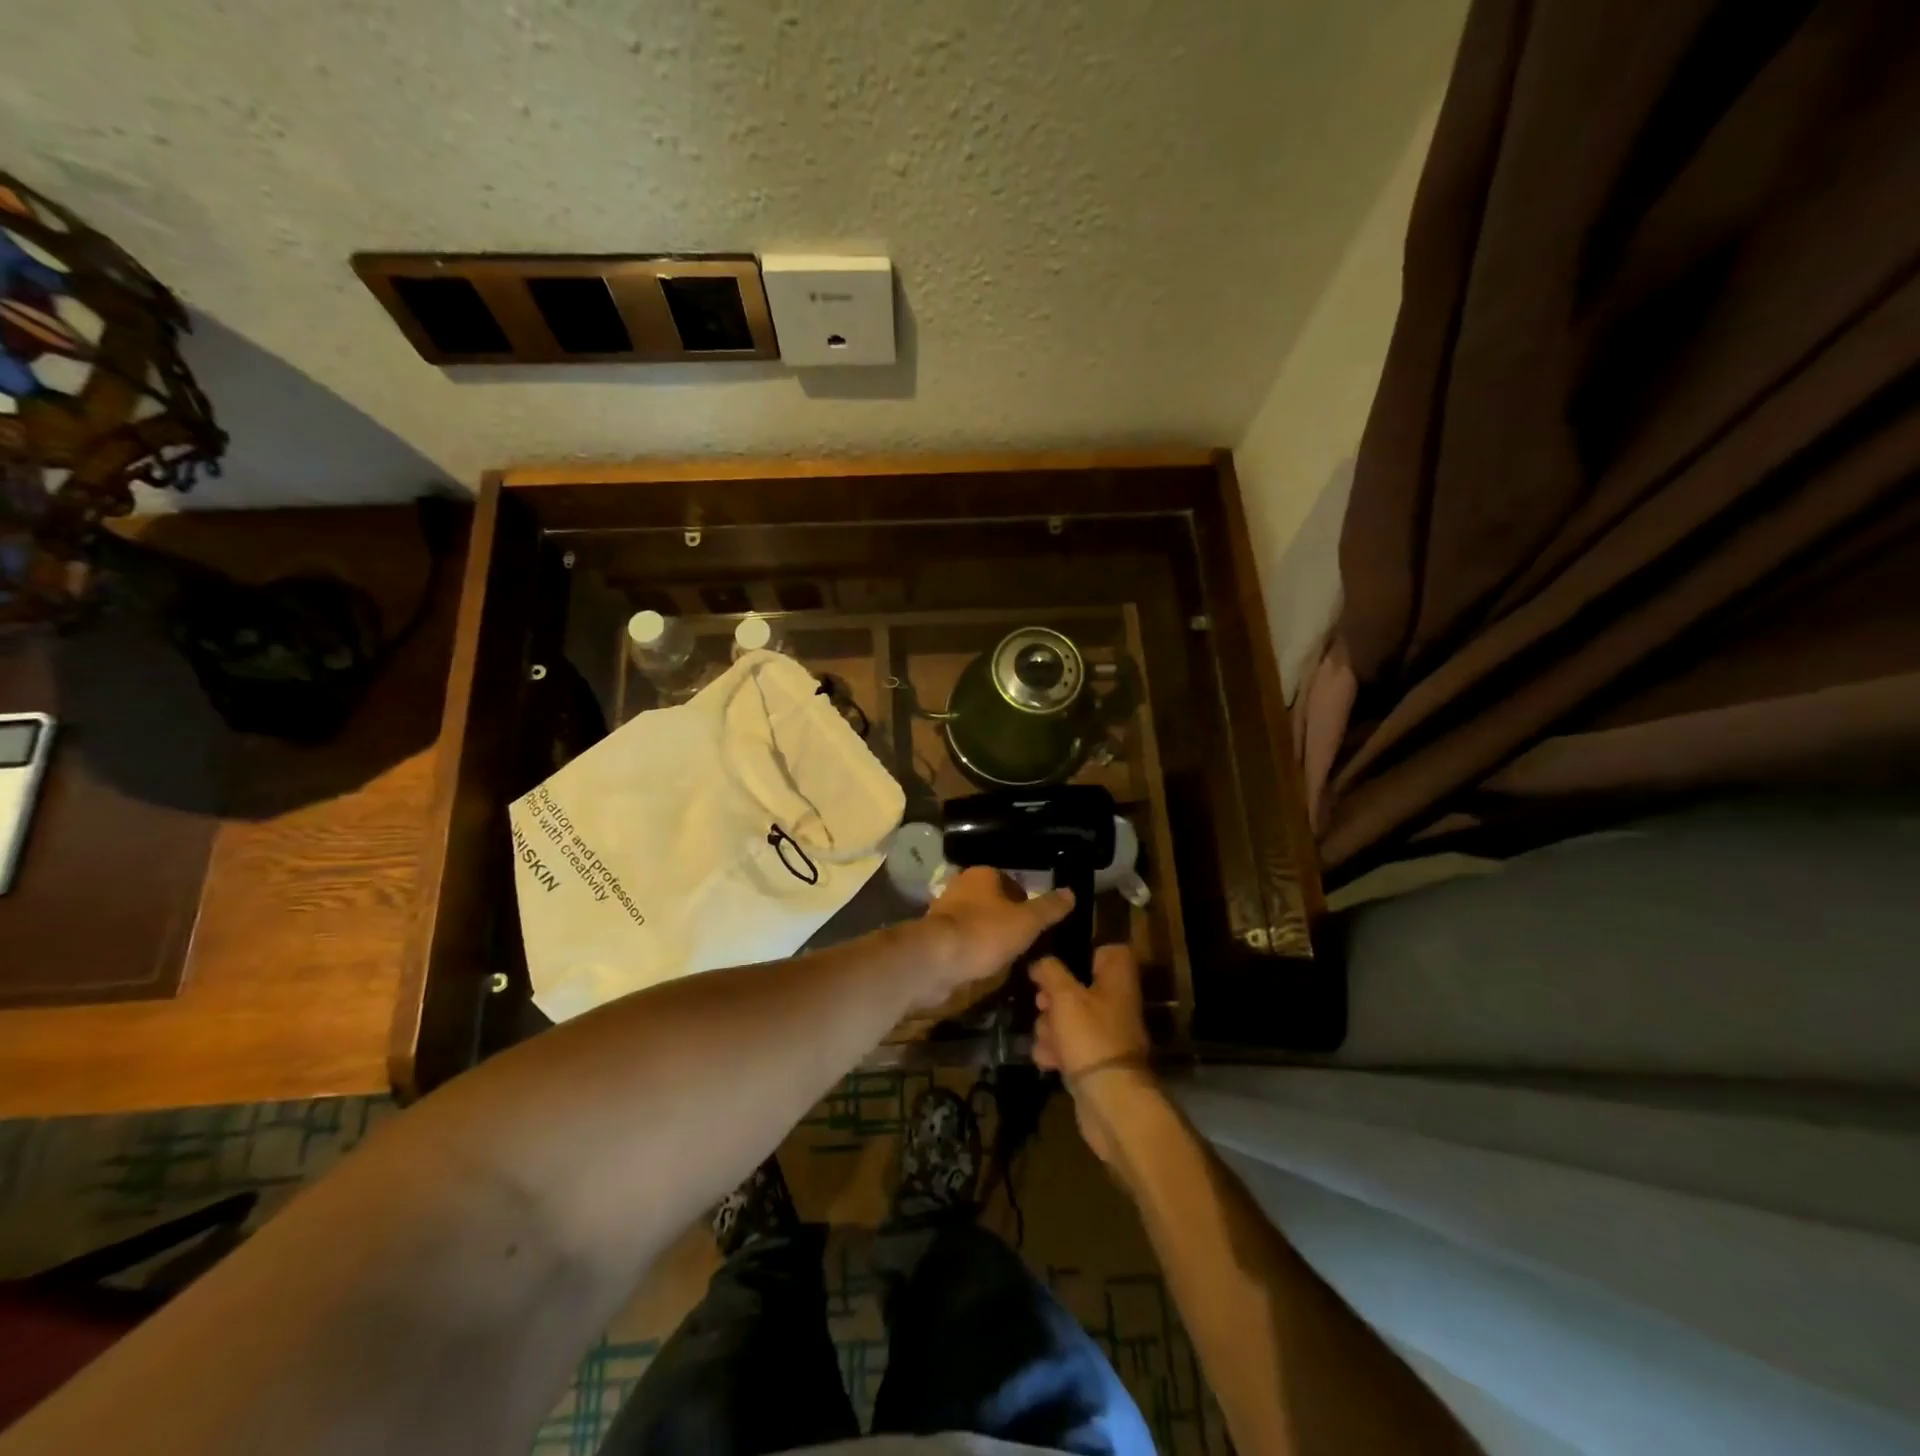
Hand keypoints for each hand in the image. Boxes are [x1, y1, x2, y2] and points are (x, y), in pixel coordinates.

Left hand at [915, 867, 1073, 1012]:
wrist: (936, 960)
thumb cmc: (985, 933)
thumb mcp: (1027, 922)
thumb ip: (1049, 908)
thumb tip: (1072, 893)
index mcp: (982, 874)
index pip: (1011, 883)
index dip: (1026, 903)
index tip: (1036, 926)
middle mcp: (961, 886)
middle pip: (993, 903)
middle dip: (1008, 921)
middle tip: (1025, 945)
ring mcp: (944, 911)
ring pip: (977, 922)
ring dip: (990, 937)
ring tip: (1008, 960)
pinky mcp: (935, 935)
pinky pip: (963, 940)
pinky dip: (973, 951)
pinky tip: (984, 968)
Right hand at [1031, 944, 1153, 1164]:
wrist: (1110, 1101)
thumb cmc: (1090, 1037)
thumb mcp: (1064, 995)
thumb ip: (1050, 971)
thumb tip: (1041, 962)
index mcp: (1117, 979)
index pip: (1107, 951)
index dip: (1082, 952)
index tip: (1058, 961)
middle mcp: (1115, 1003)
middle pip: (1078, 987)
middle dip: (1052, 997)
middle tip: (1041, 1003)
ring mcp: (1105, 1033)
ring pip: (1068, 1018)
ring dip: (1049, 1027)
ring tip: (1046, 1039)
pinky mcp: (1093, 1060)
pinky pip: (1068, 1046)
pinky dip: (1056, 1051)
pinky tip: (1048, 1060)